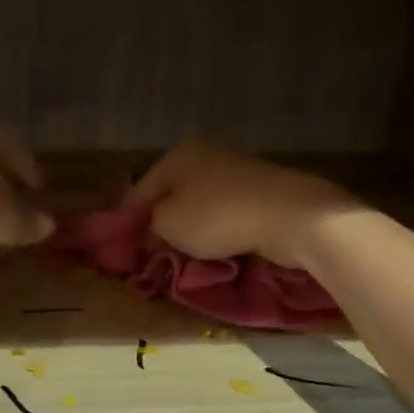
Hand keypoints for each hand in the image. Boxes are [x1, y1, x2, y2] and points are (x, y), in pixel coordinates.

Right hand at [125, 141, 358, 266]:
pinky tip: (215, 250)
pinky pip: (224, 214)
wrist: (290, 216)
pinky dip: (216, 231)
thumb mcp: (168, 224)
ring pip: (198, 206)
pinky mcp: (259, 191)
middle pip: (171, 195)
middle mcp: (205, 156)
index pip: (139, 190)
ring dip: (189, 231)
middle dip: (161, 225)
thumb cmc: (218, 216)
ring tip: (183, 257)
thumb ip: (150, 227)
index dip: (127, 221)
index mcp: (177, 155)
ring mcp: (235, 172)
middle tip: (153, 255)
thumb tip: (150, 233)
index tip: (123, 249)